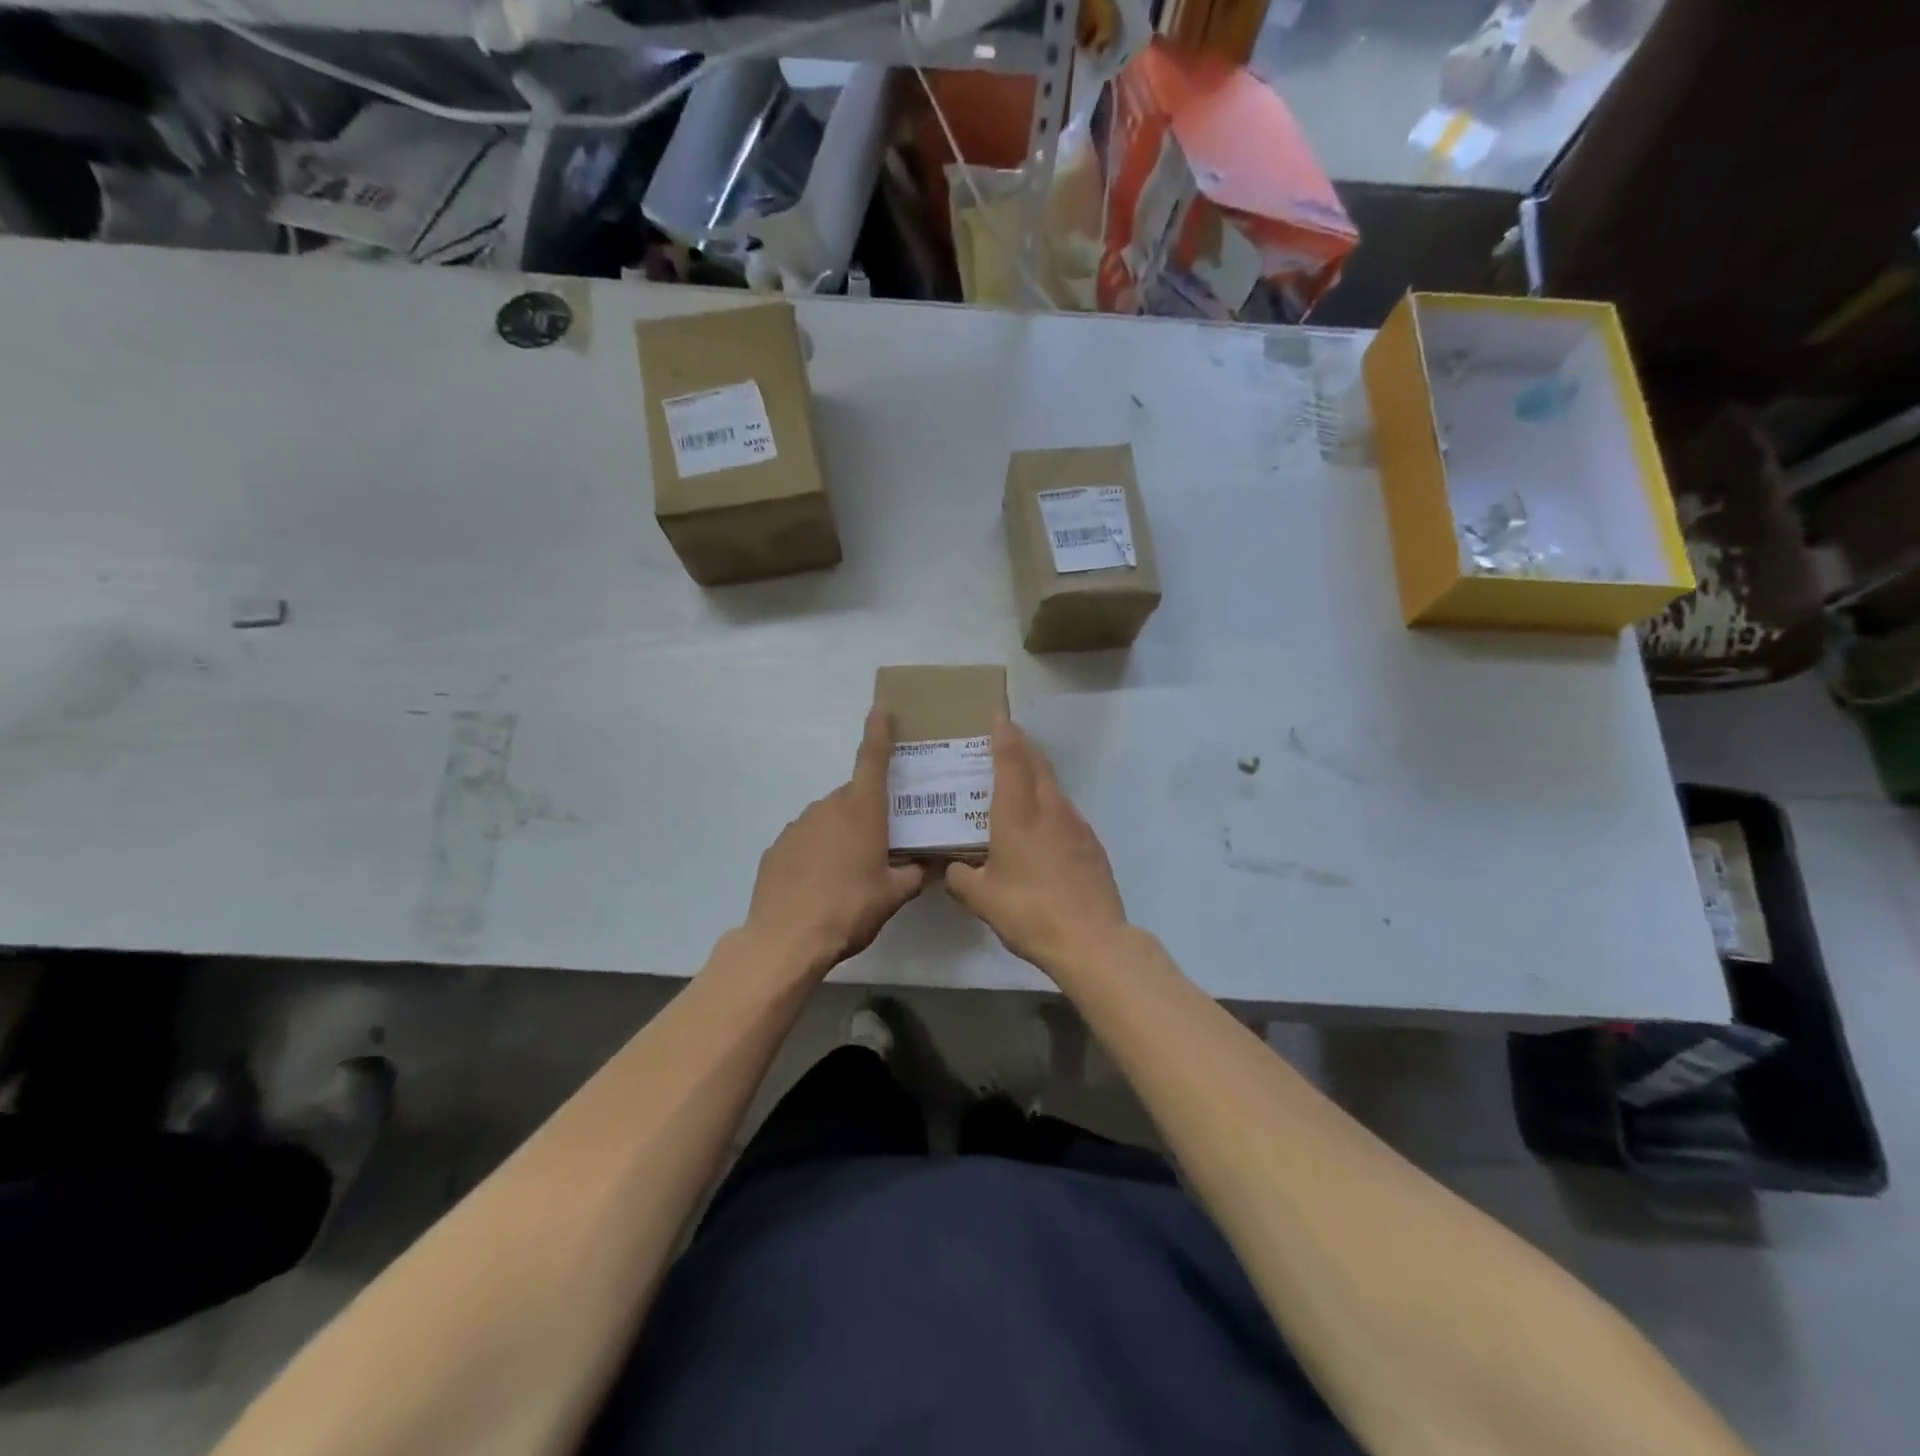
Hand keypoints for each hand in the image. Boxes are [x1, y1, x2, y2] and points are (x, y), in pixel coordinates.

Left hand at [743, 706, 925, 973]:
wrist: (786, 938)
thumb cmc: (849, 908)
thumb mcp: (893, 895)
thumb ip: (915, 874)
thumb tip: (931, 865)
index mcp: (862, 810)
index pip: (873, 758)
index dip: (879, 731)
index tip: (881, 708)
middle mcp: (828, 807)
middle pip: (854, 797)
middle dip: (869, 812)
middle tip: (882, 842)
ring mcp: (798, 825)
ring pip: (829, 819)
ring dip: (841, 834)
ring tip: (849, 872)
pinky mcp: (777, 847)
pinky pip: (806, 840)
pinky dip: (816, 852)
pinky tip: (820, 883)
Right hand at [945, 718, 1127, 971]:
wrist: (1091, 939)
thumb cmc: (1028, 912)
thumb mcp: (981, 898)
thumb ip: (960, 877)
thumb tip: (951, 868)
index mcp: (1018, 814)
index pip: (1011, 760)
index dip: (1004, 735)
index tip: (998, 716)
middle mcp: (1049, 809)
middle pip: (1037, 764)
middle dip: (1022, 746)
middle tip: (1005, 739)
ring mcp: (1075, 825)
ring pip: (1054, 786)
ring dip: (1037, 774)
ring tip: (1019, 781)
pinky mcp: (1091, 843)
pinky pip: (1066, 811)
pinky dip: (1050, 804)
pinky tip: (1042, 826)